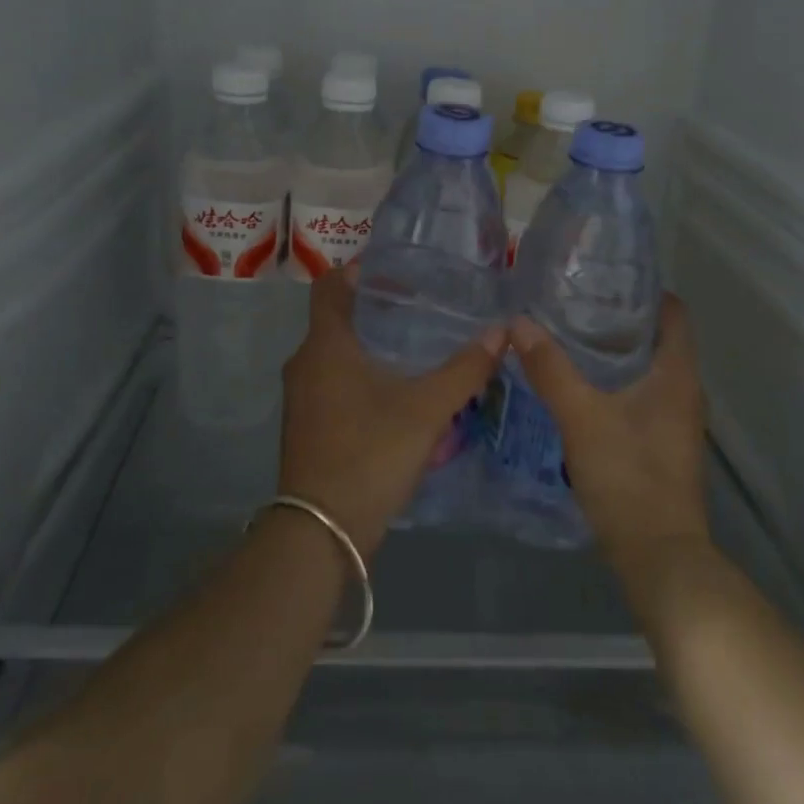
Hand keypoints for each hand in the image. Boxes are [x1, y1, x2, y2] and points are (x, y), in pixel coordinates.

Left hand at [279, 263, 505, 558]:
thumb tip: (502, 331)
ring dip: (369, 344)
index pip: (330, 285)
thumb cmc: (369, 453)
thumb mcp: (426, 410)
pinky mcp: (308, 425)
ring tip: (414, 345)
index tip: (396, 272)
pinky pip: (333, 382)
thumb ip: (464, 370)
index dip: (358, 271)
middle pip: (336, 318)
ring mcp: (302, 397)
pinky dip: (360, 374)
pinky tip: (397, 390)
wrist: (321, 532)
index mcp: (325, 345)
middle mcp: (305, 363)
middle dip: (375, 308)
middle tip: (419, 306)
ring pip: (335, 353)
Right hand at [509, 295, 710, 576]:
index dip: (644, 290)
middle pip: (658, 337)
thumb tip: (518, 322)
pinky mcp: (663, 444)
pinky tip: (580, 384)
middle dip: (620, 318)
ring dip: (616, 351)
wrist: (659, 559)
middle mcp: (685, 391)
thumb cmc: (628, 476)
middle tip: (574, 302)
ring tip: (569, 335)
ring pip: (648, 368)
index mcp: (677, 374)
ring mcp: (676, 420)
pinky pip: (642, 394)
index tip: (603, 278)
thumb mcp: (581, 416)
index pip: (673, 312)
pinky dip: (616, 380)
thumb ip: (550, 368)